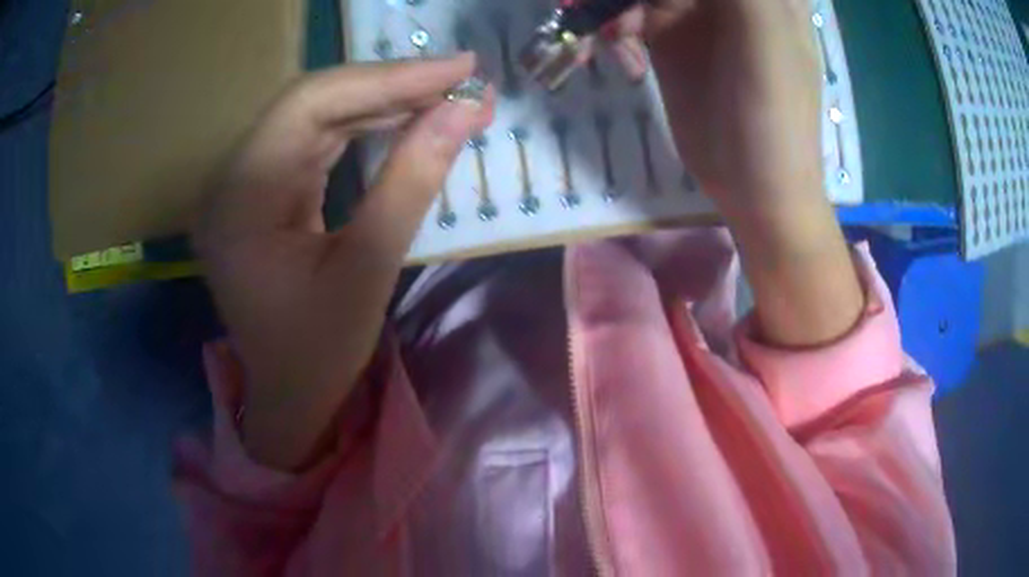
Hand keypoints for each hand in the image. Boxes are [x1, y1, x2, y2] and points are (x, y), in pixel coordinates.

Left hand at [196, 55, 493, 469]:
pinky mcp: (260, 189)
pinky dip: (363, 126)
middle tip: (459, 79)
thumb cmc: (318, 353)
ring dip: (381, 102)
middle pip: (311, 102)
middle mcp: (230, 178)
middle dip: (390, 85)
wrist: (286, 394)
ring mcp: (242, 181)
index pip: (310, 106)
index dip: (387, 78)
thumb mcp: (368, 271)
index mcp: (239, 200)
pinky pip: (314, 141)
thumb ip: (411, 182)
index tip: (458, 68)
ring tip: (443, 95)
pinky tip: (405, 119)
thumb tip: (463, 112)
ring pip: (315, 116)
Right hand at [606, 0, 821, 212]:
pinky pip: (625, 15)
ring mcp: (691, 9)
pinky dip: (612, 32)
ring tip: (614, 42)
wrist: (755, 187)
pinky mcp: (666, 36)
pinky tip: (625, 65)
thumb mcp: (765, 32)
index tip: (656, 2)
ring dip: (609, 7)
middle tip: (595, 7)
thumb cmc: (774, 114)